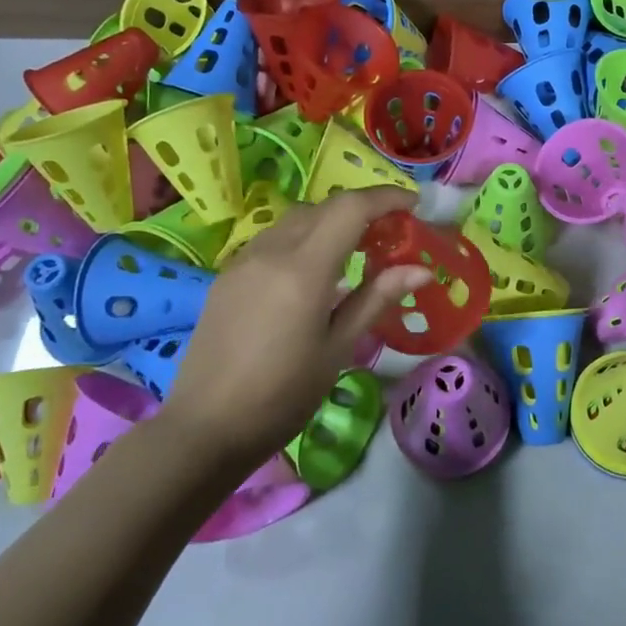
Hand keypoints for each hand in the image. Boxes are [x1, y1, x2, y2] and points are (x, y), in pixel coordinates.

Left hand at [164, 187, 430, 469]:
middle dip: (361, 210)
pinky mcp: (228, 275)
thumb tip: (420, 270)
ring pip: (295, 220)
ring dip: (330, 221)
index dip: (386, 198)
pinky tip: (314, 272)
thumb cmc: (282, 395)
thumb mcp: (338, 349)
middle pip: (323, 207)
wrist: (205, 427)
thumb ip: (376, 299)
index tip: (414, 205)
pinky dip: (303, 238)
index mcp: (303, 269)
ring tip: (355, 250)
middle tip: (390, 234)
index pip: (350, 208)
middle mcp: (271, 251)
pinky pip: (273, 239)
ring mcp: (244, 261)